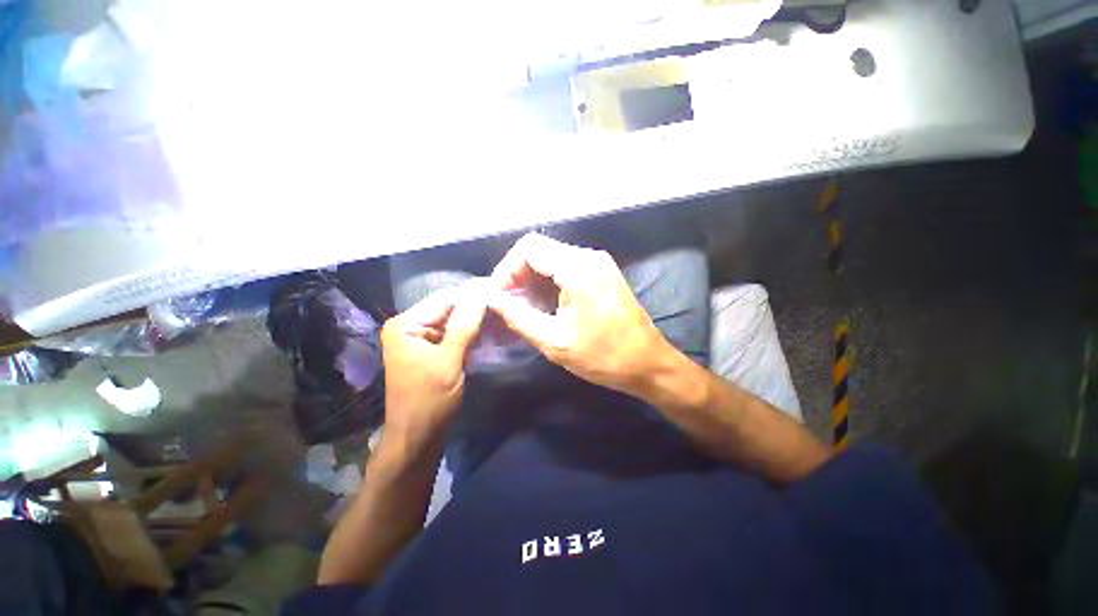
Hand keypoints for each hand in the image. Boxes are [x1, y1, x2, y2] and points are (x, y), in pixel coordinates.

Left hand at [381, 287, 486, 440]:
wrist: (417, 437)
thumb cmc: (429, 401)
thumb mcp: (449, 362)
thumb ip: (464, 327)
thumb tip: (481, 295)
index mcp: (406, 325)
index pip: (444, 299)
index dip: (472, 295)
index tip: (500, 291)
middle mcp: (409, 326)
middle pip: (447, 308)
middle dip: (474, 307)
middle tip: (504, 303)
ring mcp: (419, 338)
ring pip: (452, 320)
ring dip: (474, 319)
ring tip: (500, 313)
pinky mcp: (429, 349)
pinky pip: (452, 333)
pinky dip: (469, 332)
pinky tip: (487, 329)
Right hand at [488, 233, 674, 396]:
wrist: (648, 364)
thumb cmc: (603, 356)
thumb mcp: (554, 341)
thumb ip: (518, 316)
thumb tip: (492, 300)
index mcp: (579, 268)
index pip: (529, 248)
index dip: (506, 269)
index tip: (497, 295)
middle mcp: (590, 257)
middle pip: (540, 250)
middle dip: (517, 274)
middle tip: (506, 303)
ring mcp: (598, 264)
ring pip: (552, 258)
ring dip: (532, 279)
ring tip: (520, 306)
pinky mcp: (602, 274)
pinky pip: (566, 268)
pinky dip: (548, 281)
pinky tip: (542, 303)